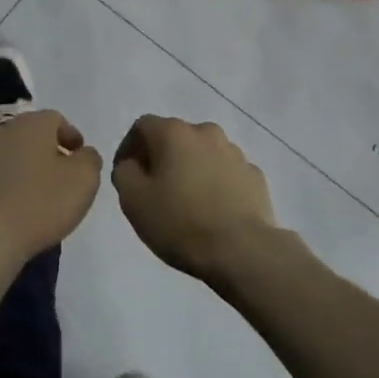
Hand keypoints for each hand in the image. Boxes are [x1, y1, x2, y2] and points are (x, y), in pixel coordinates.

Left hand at [0, 110, 101, 264]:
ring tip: (41, 196)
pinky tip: (17, 209)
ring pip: (11, 155)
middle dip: (48, 151)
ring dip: (26, 168)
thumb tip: (83, 154)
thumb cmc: (41, 203)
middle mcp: (3, 131)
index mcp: (32, 124)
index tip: (81, 159)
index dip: (71, 137)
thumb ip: (90, 159)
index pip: (56, 119)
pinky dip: (8, 186)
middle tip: (63, 176)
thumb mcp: (84, 179)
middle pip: (31, 135)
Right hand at [112, 116, 279, 282]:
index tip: (127, 175)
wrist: (241, 250)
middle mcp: (206, 132)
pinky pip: (226, 173)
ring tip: (186, 201)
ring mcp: (235, 153)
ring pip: (203, 153)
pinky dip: (215, 183)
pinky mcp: (254, 175)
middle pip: (175, 137)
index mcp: (174, 133)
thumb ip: (124, 172)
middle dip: (161, 158)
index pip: (142, 127)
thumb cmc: (180, 222)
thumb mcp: (133, 200)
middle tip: (154, 189)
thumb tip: (132, 165)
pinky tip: (212, 210)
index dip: (129, 148)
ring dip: (190, 169)